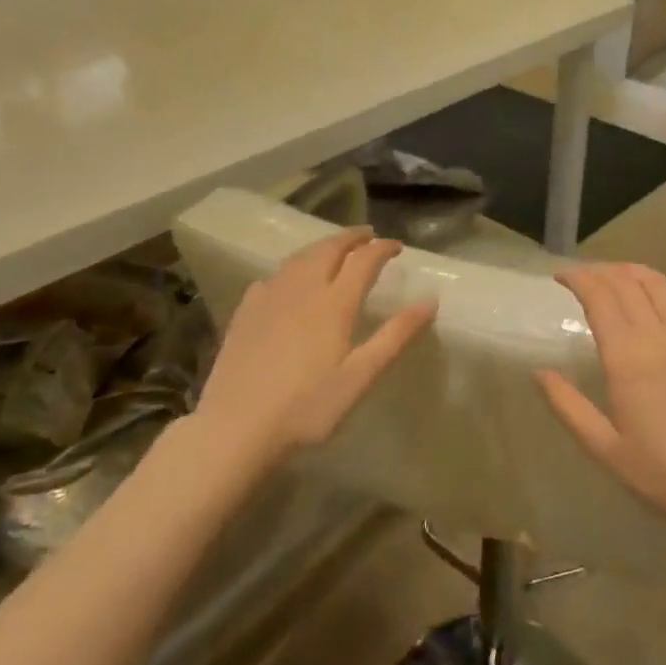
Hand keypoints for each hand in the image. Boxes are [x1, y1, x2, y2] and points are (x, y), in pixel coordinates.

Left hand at [199, 227, 434, 464]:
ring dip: (322, 247)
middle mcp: (301, 290)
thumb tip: (430, 300)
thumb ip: (396, 336)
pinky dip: (292, 268)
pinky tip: (290, 281)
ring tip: (335, 249)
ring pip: (299, 258)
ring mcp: (269, 298)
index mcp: (334, 303)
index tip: (397, 246)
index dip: (382, 248)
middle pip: (328, 249)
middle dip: (351, 238)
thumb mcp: (361, 377)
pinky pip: (273, 276)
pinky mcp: (245, 312)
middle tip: (368, 236)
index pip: (363, 260)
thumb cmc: (307, 407)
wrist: (236, 428)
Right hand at [536, 263, 665, 535]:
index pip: (600, 297)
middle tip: (581, 277)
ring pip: (659, 283)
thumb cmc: (660, 472)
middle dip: (600, 271)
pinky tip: (658, 289)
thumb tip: (539, 372)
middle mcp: (659, 336)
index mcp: (627, 358)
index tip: (560, 277)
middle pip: (627, 283)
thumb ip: (568, 406)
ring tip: (614, 276)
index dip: (579, 279)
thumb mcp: (603, 447)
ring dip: (632, 272)